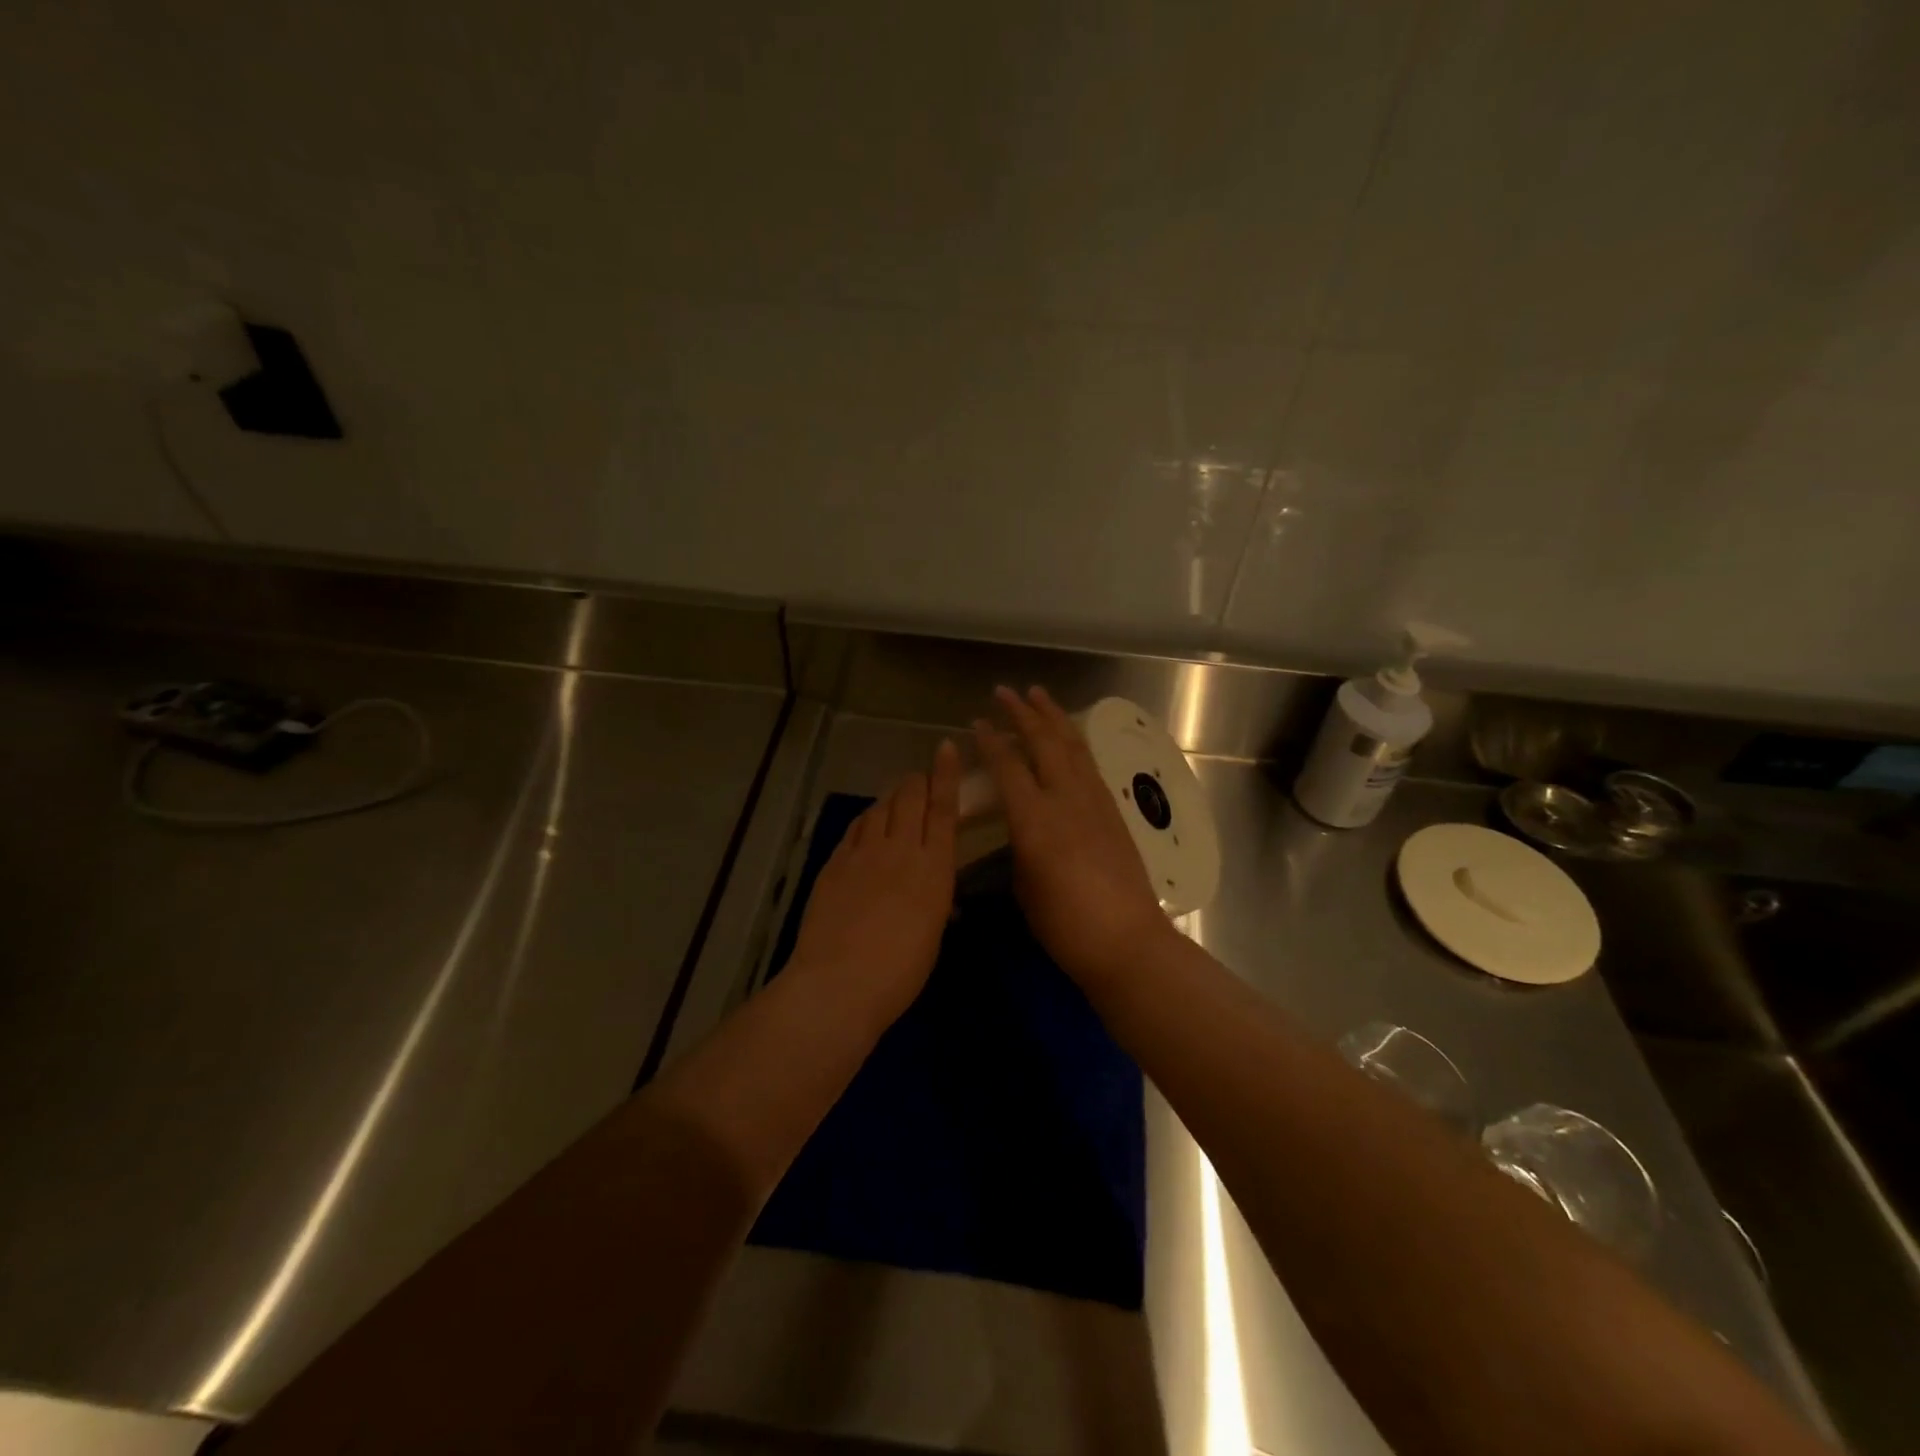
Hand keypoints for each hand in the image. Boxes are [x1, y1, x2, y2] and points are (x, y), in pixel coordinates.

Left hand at [788, 740, 961, 1024]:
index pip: (943, 808)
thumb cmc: (900, 972)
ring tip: (896, 800)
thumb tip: (936, 893)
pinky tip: (867, 824)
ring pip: (880, 808)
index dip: (945, 774)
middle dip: (916, 781)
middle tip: (920, 781)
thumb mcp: (932, 934)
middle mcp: (901, 849)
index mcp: (934, 868)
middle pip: (909, 797)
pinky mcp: (835, 862)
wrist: (840, 983)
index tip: (945, 747)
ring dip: (891, 798)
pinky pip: (855, 828)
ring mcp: (863, 853)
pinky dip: (867, 819)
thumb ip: (935, 901)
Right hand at [974, 686, 1177, 990]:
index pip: (1008, 767)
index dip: (991, 742)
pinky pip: (1089, 765)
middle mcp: (1065, 800)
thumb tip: (1021, 833)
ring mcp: (1094, 802)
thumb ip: (1019, 849)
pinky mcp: (1113, 812)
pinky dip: (1074, 743)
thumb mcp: (1025, 888)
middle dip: (1023, 713)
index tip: (977, 723)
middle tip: (1006, 692)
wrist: (1126, 941)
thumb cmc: (1065, 925)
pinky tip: (1068, 739)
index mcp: (1035, 820)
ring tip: (1039, 696)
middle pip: (1043, 743)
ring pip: (1072, 747)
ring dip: (1053, 718)